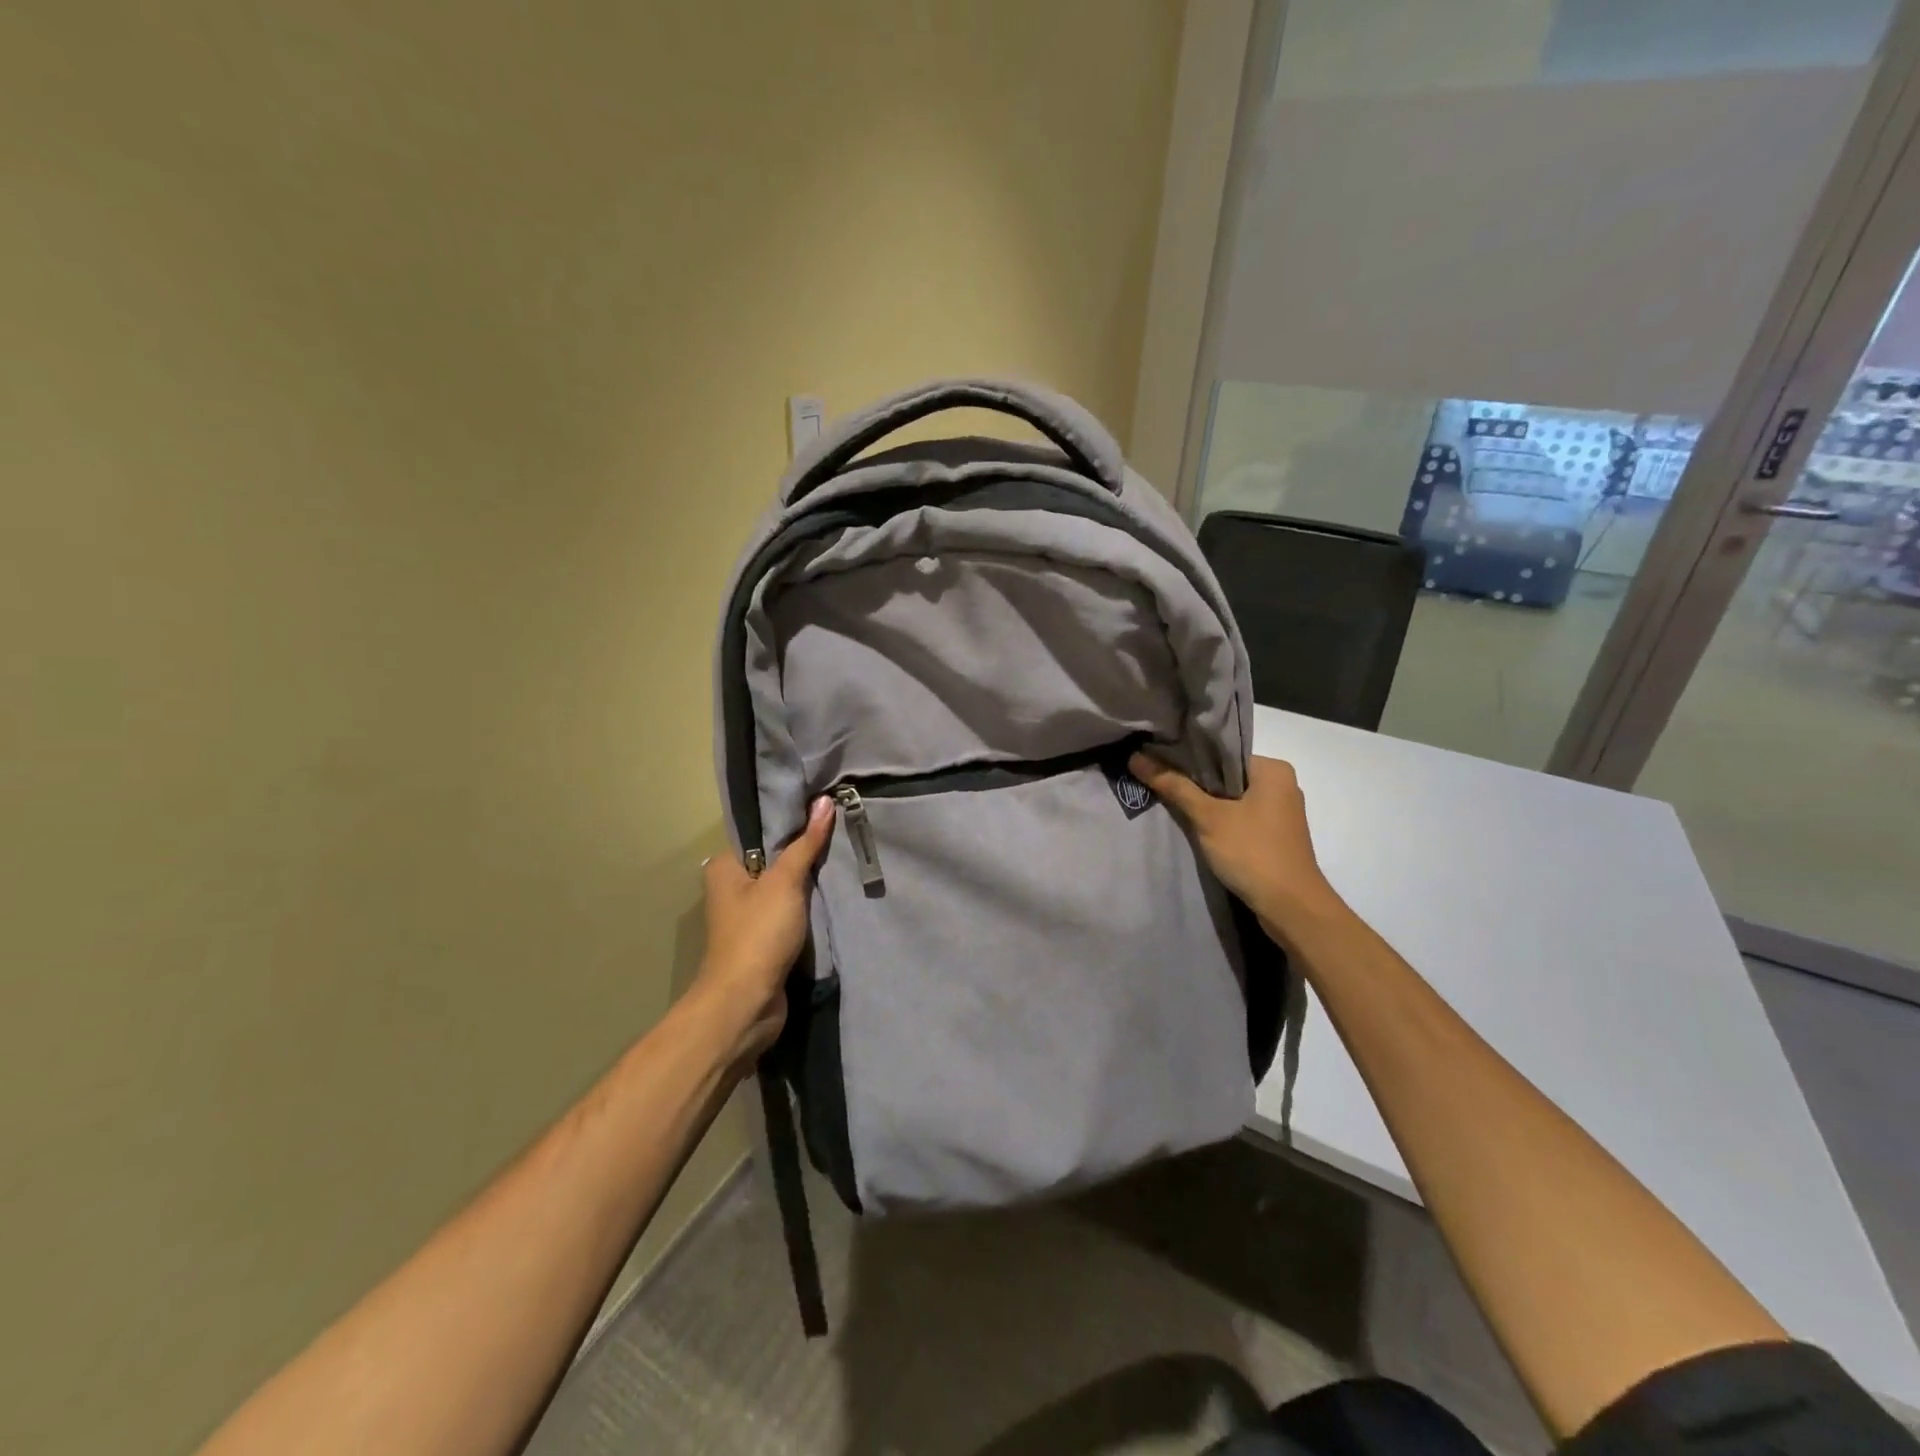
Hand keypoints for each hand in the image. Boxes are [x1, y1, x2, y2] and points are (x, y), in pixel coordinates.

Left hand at [691, 797, 834, 1061]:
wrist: (746, 1003)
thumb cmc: (759, 934)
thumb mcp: (785, 882)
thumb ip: (806, 843)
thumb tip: (824, 801)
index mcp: (725, 866)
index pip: (761, 830)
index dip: (792, 819)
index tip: (825, 806)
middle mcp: (732, 887)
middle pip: (775, 858)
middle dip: (805, 850)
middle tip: (842, 829)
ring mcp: (749, 915)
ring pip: (786, 886)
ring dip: (810, 880)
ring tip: (844, 855)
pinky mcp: (765, 938)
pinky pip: (791, 911)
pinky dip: (809, 905)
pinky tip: (834, 891)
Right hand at [1128, 751, 1344, 940]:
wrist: (1291, 908)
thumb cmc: (1252, 852)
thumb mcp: (1208, 817)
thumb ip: (1174, 786)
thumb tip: (1136, 757)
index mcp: (1273, 769)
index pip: (1222, 752)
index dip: (1188, 757)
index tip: (1157, 760)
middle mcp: (1282, 784)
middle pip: (1226, 775)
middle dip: (1194, 781)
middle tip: (1157, 780)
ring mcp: (1281, 812)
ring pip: (1233, 798)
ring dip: (1206, 803)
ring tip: (1170, 801)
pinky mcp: (1276, 836)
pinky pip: (1242, 817)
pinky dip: (1220, 819)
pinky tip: (1196, 826)